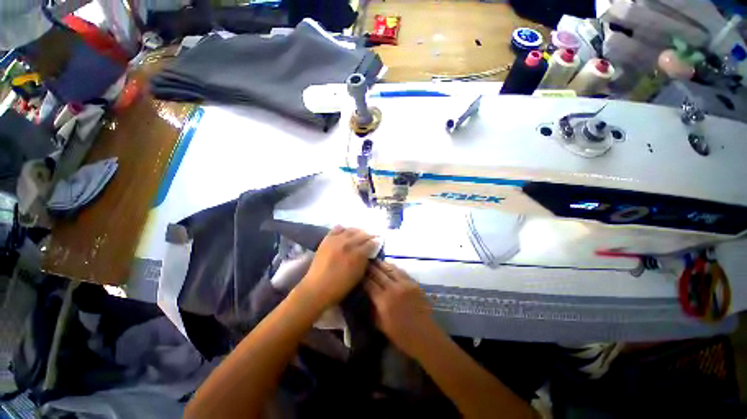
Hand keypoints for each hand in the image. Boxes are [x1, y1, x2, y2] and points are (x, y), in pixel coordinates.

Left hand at [298, 226, 377, 308]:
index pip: (371, 242)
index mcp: (358, 254)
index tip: (378, 242)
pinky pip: (337, 228)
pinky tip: (346, 232)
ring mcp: (337, 240)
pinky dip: (343, 229)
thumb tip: (370, 252)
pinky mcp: (327, 239)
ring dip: (358, 231)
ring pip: (351, 229)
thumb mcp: (359, 275)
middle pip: (363, 234)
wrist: (317, 288)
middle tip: (371, 238)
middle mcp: (349, 243)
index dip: (376, 242)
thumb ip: (365, 260)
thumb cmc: (341, 286)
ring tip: (360, 234)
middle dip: (369, 236)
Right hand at [364, 261, 439, 358]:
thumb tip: (367, 297)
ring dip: (381, 264)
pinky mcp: (413, 283)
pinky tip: (389, 265)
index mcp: (383, 301)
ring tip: (375, 260)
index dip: (363, 277)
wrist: (425, 336)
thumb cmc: (401, 335)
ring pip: (390, 269)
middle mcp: (393, 289)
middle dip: (370, 267)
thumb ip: (372, 309)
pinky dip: (393, 267)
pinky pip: (401, 271)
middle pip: (378, 273)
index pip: (369, 284)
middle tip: (365, 262)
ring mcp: (404, 284)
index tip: (358, 273)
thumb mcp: (381, 325)